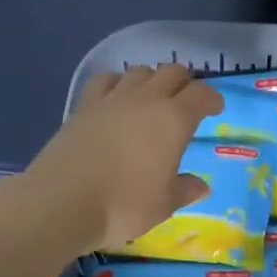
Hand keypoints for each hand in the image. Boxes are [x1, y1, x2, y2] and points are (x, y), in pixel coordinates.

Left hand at [25, 65, 223, 253]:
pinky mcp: (84, 106)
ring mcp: (112, 99)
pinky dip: (117, 84)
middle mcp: (146, 100)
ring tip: (151, 100)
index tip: (214, 109)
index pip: (201, 94)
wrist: (61, 202)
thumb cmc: (124, 205)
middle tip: (185, 103)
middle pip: (172, 72)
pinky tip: (116, 100)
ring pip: (139, 71)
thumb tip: (201, 186)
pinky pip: (106, 81)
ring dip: (151, 80)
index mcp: (174, 120)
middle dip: (184, 83)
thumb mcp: (164, 205)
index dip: (212, 98)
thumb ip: (185, 190)